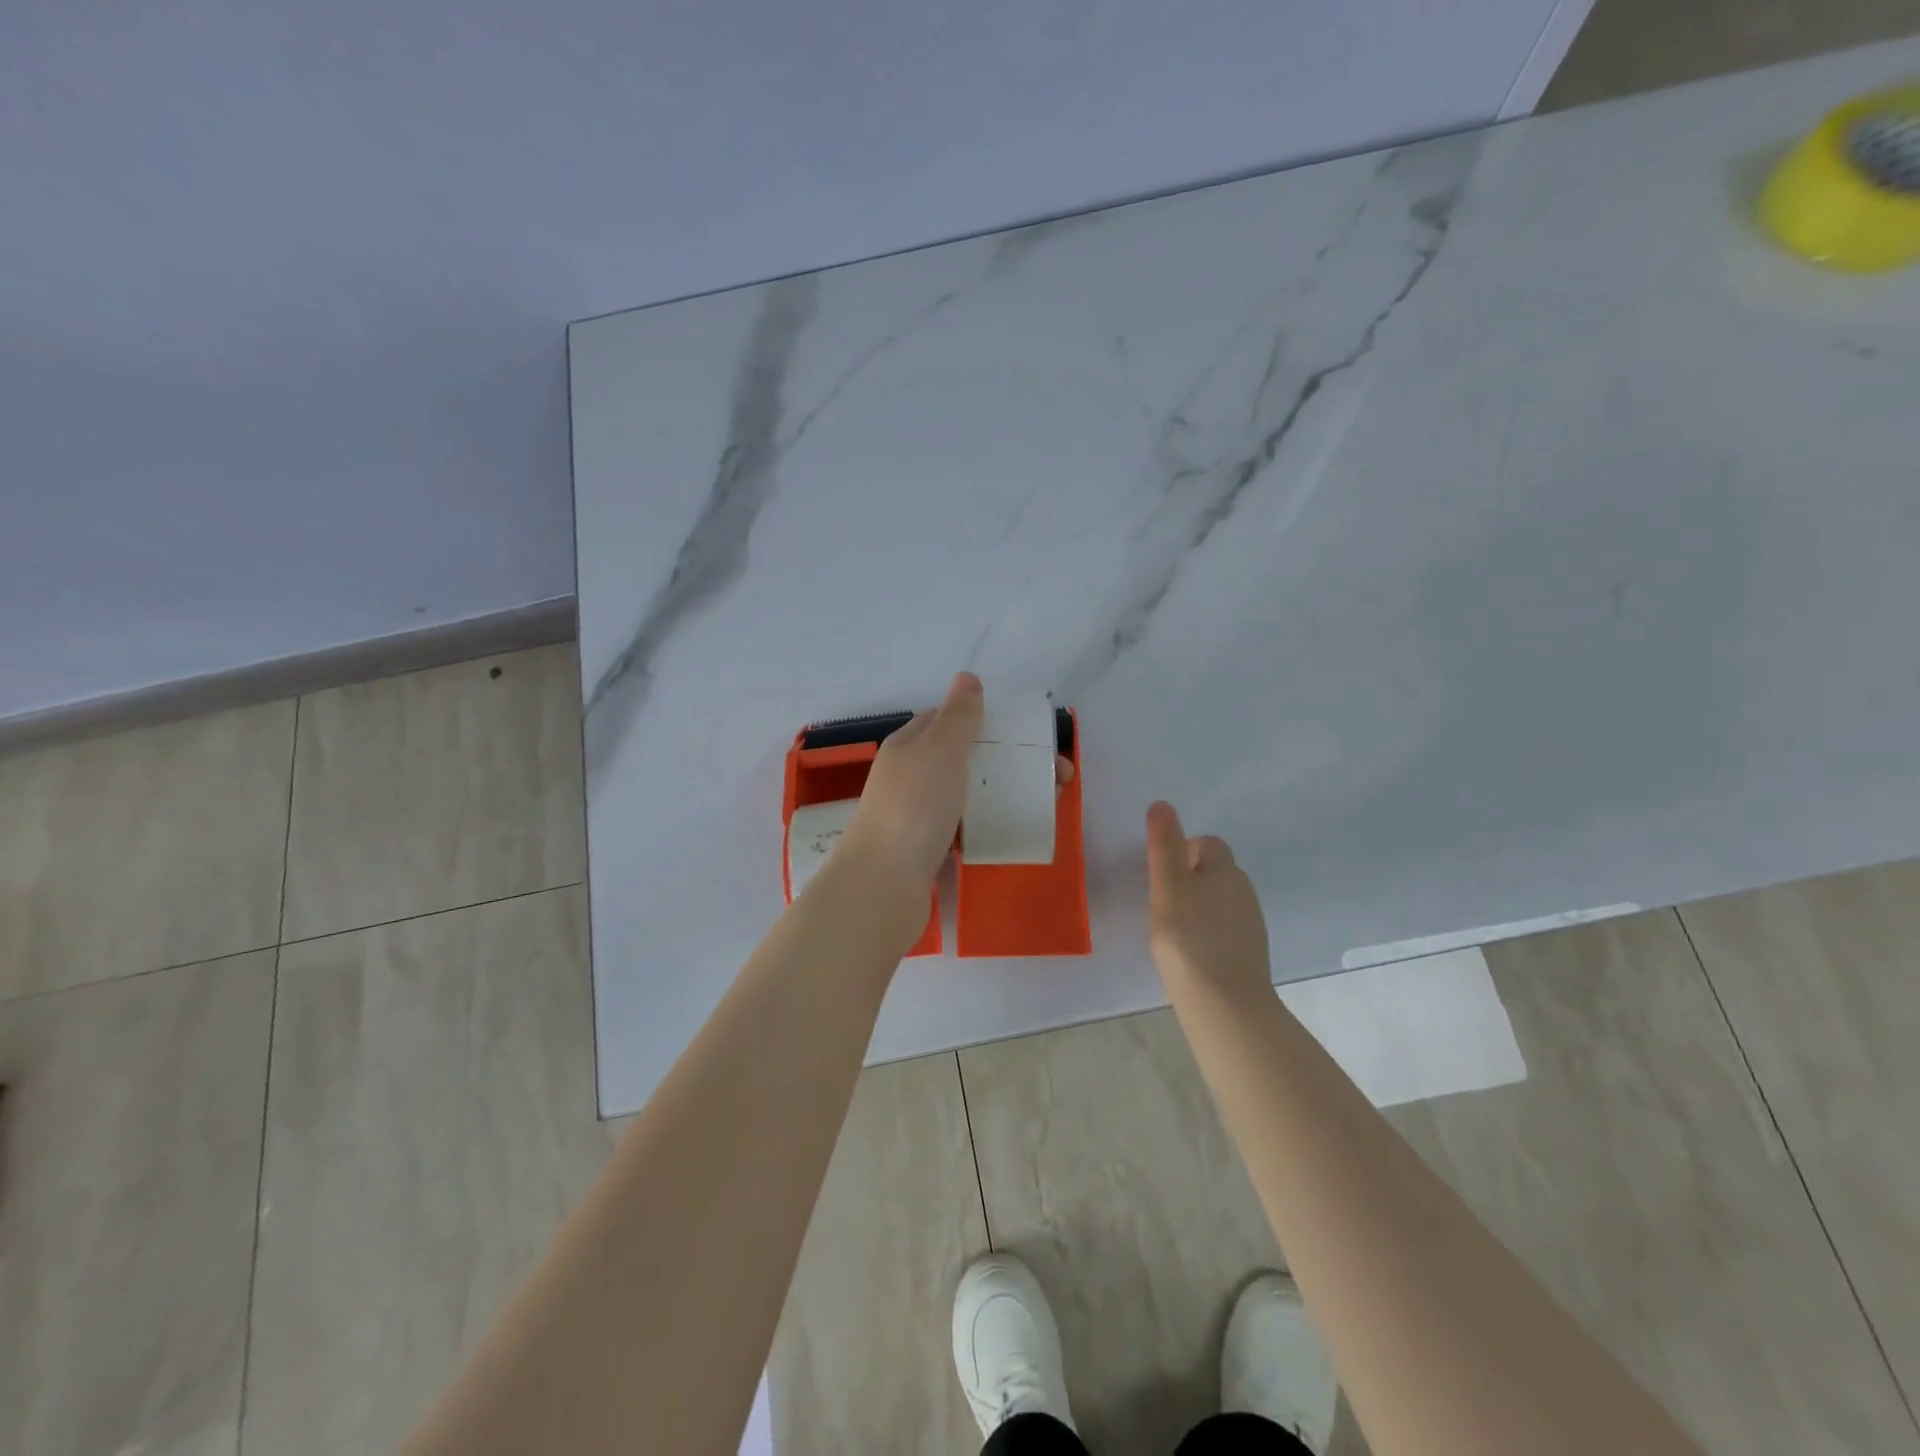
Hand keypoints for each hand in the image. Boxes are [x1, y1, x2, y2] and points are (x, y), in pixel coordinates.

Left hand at [837, 674, 1075, 908]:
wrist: (884, 884)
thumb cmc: (914, 806)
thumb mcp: (939, 749)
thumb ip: (958, 716)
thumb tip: (967, 677)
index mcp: (909, 747)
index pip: (946, 721)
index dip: (985, 720)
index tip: (1026, 732)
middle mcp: (910, 777)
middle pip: (964, 759)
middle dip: (1008, 761)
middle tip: (1056, 775)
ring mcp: (917, 816)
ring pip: (967, 796)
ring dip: (1003, 795)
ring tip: (1047, 804)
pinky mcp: (927, 851)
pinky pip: (965, 830)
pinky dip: (989, 827)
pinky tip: (1013, 834)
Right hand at [1145, 801, 1271, 999]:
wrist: (1224, 1002)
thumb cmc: (1187, 937)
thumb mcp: (1167, 886)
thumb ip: (1164, 845)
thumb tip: (1162, 804)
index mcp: (1224, 869)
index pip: (1207, 843)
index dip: (1183, 851)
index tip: (1161, 874)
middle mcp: (1244, 890)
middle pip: (1216, 871)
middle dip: (1191, 877)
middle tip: (1162, 901)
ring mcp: (1251, 923)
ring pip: (1221, 900)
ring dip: (1199, 905)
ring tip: (1173, 929)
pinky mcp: (1250, 952)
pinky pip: (1226, 928)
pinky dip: (1208, 931)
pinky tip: (1191, 951)